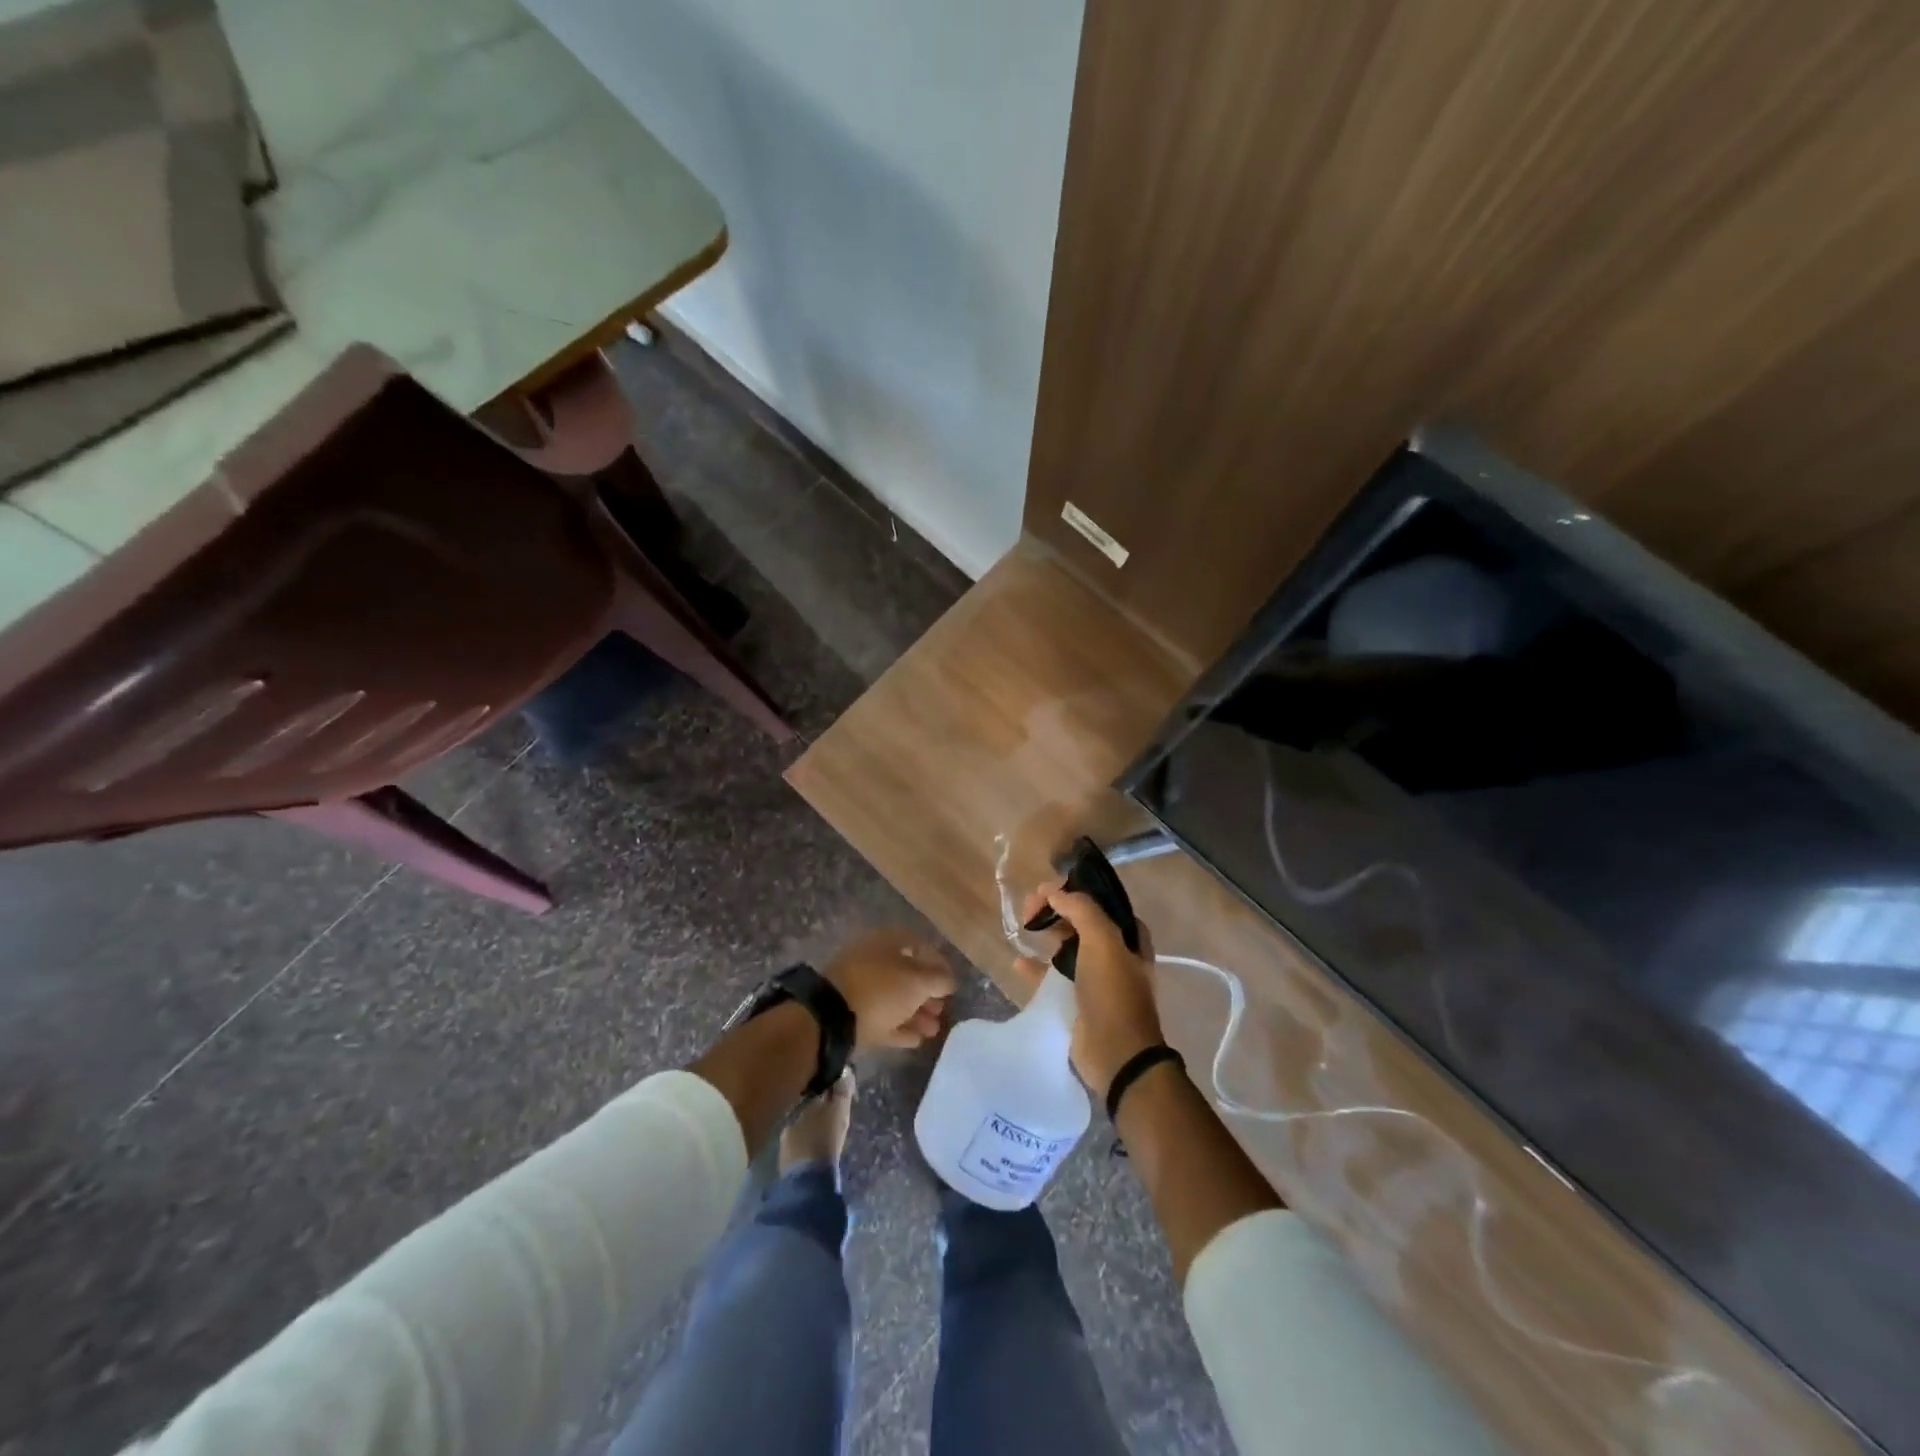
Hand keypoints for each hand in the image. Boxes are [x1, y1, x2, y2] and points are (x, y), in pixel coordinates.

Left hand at [824, 930, 955, 1048]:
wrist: (832, 1017)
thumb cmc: (881, 989)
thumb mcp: (918, 982)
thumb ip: (939, 979)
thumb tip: (948, 980)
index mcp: (887, 942)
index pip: (920, 947)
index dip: (939, 965)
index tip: (952, 985)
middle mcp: (874, 960)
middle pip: (907, 975)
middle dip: (928, 994)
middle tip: (942, 1010)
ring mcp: (861, 987)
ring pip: (895, 999)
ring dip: (917, 1014)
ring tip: (934, 1031)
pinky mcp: (852, 1014)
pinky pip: (883, 1018)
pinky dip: (900, 1027)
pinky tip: (917, 1040)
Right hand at [1014, 883, 1163, 1097]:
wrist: (1115, 1053)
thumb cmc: (1113, 992)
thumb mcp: (1103, 940)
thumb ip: (1081, 909)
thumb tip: (1053, 892)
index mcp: (1130, 937)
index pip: (1100, 902)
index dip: (1074, 892)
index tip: (1045, 891)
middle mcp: (1116, 955)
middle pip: (1081, 922)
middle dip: (1056, 911)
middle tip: (1028, 908)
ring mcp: (1096, 979)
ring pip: (1067, 948)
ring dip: (1047, 935)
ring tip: (1023, 927)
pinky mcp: (1077, 1001)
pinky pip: (1053, 977)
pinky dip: (1037, 968)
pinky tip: (1019, 961)